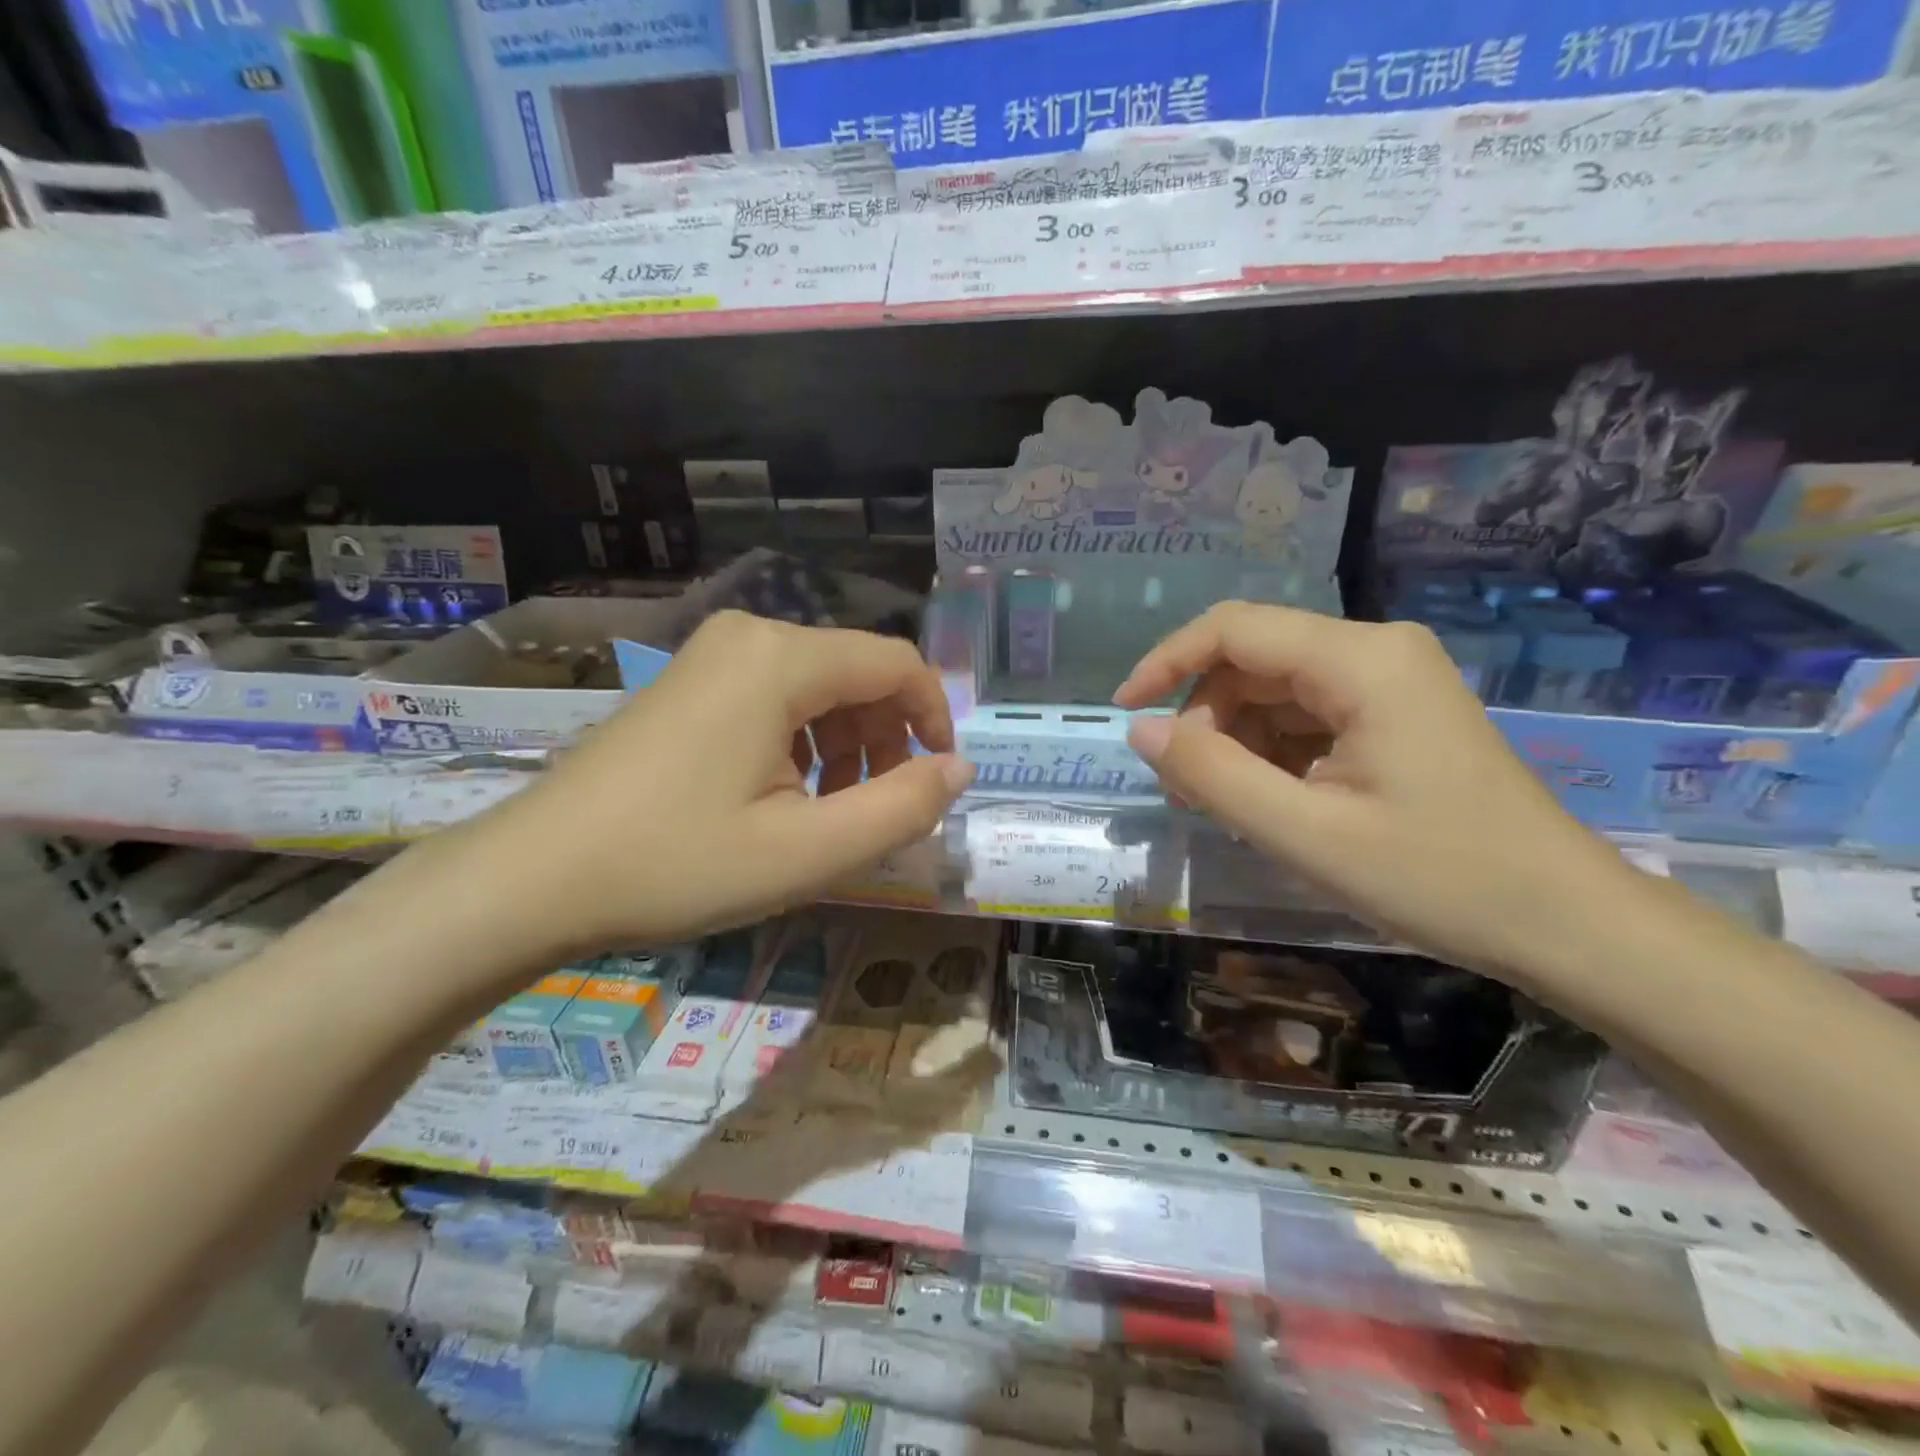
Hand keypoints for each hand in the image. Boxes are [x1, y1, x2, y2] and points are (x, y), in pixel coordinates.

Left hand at [441, 612, 971, 966]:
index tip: (939, 781)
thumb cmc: (676, 864)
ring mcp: (712, 656)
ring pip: (818, 687)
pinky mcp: (689, 683)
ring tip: (827, 815)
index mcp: (781, 660)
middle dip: (886, 740)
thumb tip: (960, 769)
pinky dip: (802, 743)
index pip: (897, 664)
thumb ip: (901, 808)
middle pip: (857, 673)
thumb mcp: (807, 851)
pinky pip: (775, 698)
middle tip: (877, 812)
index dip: (934, 718)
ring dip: (845, 747)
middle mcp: (749, 637)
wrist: (532, 879)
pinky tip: (782, 798)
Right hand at [1113, 602, 1647, 980]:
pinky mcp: (1394, 715)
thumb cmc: (1439, 878)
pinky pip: (1306, 717)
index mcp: (1360, 661)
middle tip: (1187, 791)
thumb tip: (1140, 731)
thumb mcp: (1305, 833)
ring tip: (1227, 807)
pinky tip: (1272, 803)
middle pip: (1252, 661)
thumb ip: (1212, 776)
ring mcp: (1389, 683)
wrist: (1567, 924)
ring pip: (1274, 691)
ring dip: (1235, 742)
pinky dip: (1271, 754)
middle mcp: (1374, 652)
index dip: (1167, 662)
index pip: (1233, 629)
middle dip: (1205, 719)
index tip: (1125, 712)